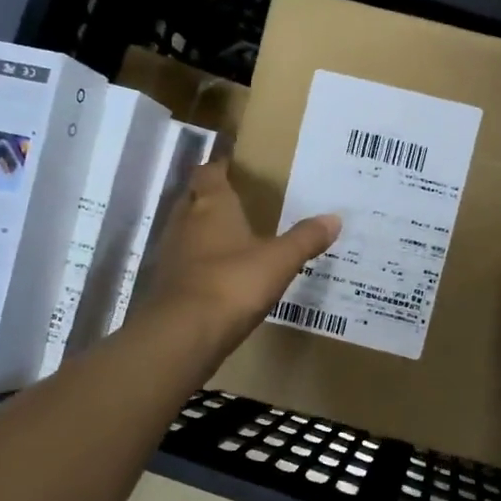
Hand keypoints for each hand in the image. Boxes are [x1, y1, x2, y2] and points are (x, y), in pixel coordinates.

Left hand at [137, 161, 341, 359]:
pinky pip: (183, 261)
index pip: (209, 173)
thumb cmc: (232, 284)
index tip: (232, 165)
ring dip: (201, 230)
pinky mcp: (165, 284)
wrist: (183, 334)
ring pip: (184, 230)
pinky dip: (198, 261)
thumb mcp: (279, 261)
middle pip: (192, 198)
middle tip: (235, 200)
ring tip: (229, 236)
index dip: (219, 167)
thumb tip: (334, 218)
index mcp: (211, 206)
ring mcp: (170, 253)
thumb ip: (305, 238)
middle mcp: (184, 222)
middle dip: (209, 197)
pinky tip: (217, 273)